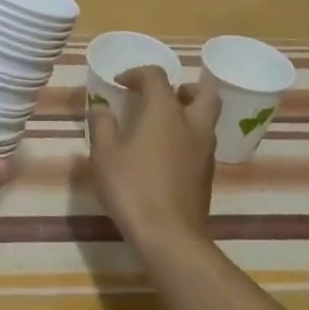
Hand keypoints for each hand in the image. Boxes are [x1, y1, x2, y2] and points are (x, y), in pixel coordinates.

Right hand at [87, 67, 219, 253]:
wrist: (169, 235)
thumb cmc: (132, 188)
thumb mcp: (104, 155)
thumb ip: (102, 125)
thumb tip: (101, 108)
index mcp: (165, 113)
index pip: (157, 77)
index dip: (137, 74)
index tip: (120, 83)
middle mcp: (191, 125)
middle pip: (203, 93)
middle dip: (183, 87)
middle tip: (162, 95)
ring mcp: (204, 151)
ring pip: (206, 119)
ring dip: (188, 112)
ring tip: (161, 124)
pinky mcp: (207, 175)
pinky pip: (202, 143)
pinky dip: (188, 137)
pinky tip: (167, 154)